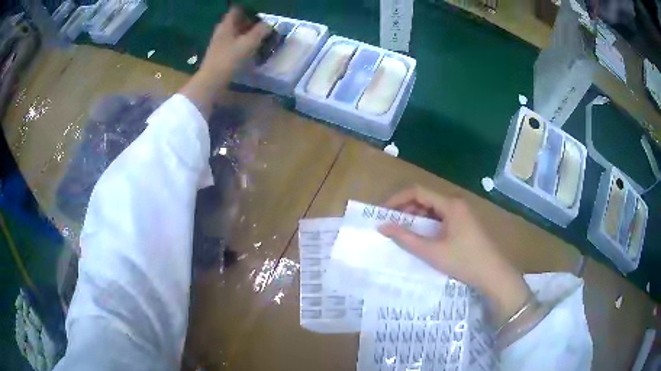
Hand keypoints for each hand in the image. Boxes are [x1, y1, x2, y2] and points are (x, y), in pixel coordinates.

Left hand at [198, 7, 272, 86]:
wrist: (211, 82)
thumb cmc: (229, 59)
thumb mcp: (248, 43)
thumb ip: (261, 31)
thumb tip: (270, 24)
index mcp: (226, 25)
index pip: (238, 9)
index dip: (250, 9)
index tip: (262, 13)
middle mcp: (222, 31)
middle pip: (237, 20)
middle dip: (251, 21)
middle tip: (265, 25)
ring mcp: (220, 43)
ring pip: (236, 32)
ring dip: (248, 32)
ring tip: (262, 36)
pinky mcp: (220, 53)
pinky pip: (234, 42)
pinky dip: (243, 42)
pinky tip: (252, 48)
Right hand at [378, 186, 530, 325]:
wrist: (493, 274)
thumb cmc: (464, 261)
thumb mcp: (432, 252)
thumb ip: (406, 238)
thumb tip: (383, 227)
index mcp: (450, 204)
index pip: (417, 191)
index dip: (397, 199)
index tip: (382, 213)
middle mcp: (456, 203)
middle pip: (425, 197)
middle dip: (405, 209)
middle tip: (390, 225)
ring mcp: (461, 212)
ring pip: (432, 207)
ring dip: (415, 217)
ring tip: (402, 232)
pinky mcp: (463, 222)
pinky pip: (440, 216)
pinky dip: (427, 223)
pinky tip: (421, 237)